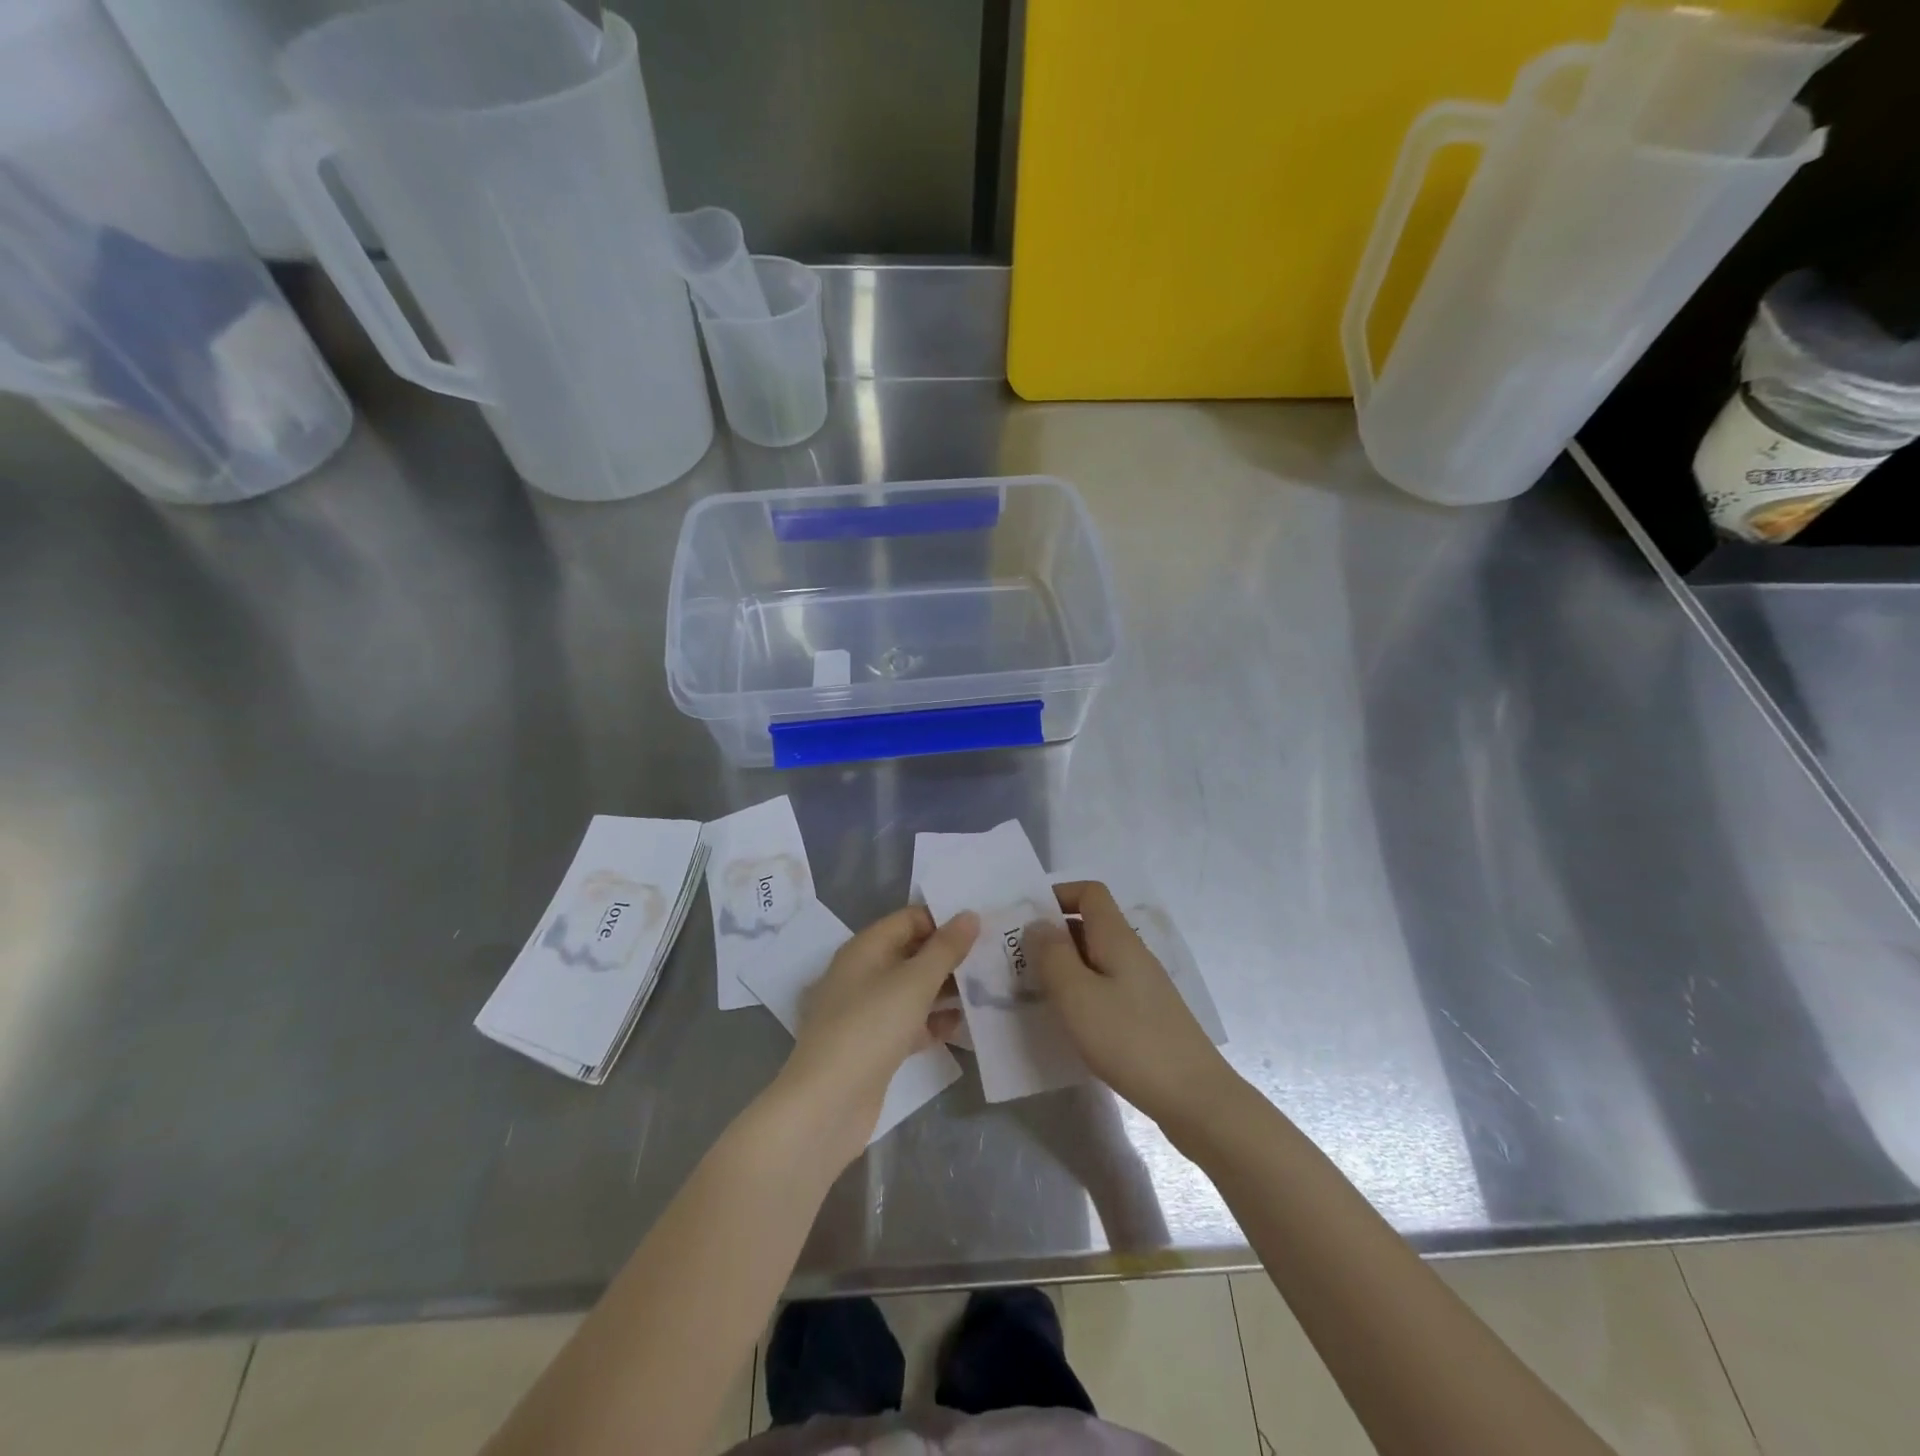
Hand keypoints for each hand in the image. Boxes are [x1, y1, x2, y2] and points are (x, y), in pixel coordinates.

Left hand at [775, 905, 977, 1164]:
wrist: (828, 1103)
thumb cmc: (870, 1027)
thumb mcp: (914, 981)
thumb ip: (945, 948)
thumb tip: (969, 915)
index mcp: (866, 948)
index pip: (909, 919)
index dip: (943, 919)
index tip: (982, 927)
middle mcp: (863, 973)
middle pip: (912, 953)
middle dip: (949, 955)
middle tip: (992, 957)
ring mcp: (867, 1011)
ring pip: (912, 989)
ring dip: (945, 988)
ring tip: (987, 988)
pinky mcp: (874, 1045)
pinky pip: (909, 1022)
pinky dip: (933, 1021)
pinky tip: (962, 1025)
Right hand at [1027, 882, 1234, 1127]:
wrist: (1195, 1098)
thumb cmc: (1129, 1040)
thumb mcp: (1077, 995)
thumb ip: (1052, 955)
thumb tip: (1037, 924)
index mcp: (1117, 938)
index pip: (1090, 893)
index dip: (1058, 895)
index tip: (1026, 918)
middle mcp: (1132, 953)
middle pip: (1090, 925)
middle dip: (1052, 935)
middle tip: (1017, 960)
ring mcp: (1142, 985)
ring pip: (1096, 959)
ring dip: (1064, 967)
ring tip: (1034, 991)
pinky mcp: (1146, 1015)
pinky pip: (1106, 988)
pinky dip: (1081, 994)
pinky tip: (1067, 1022)